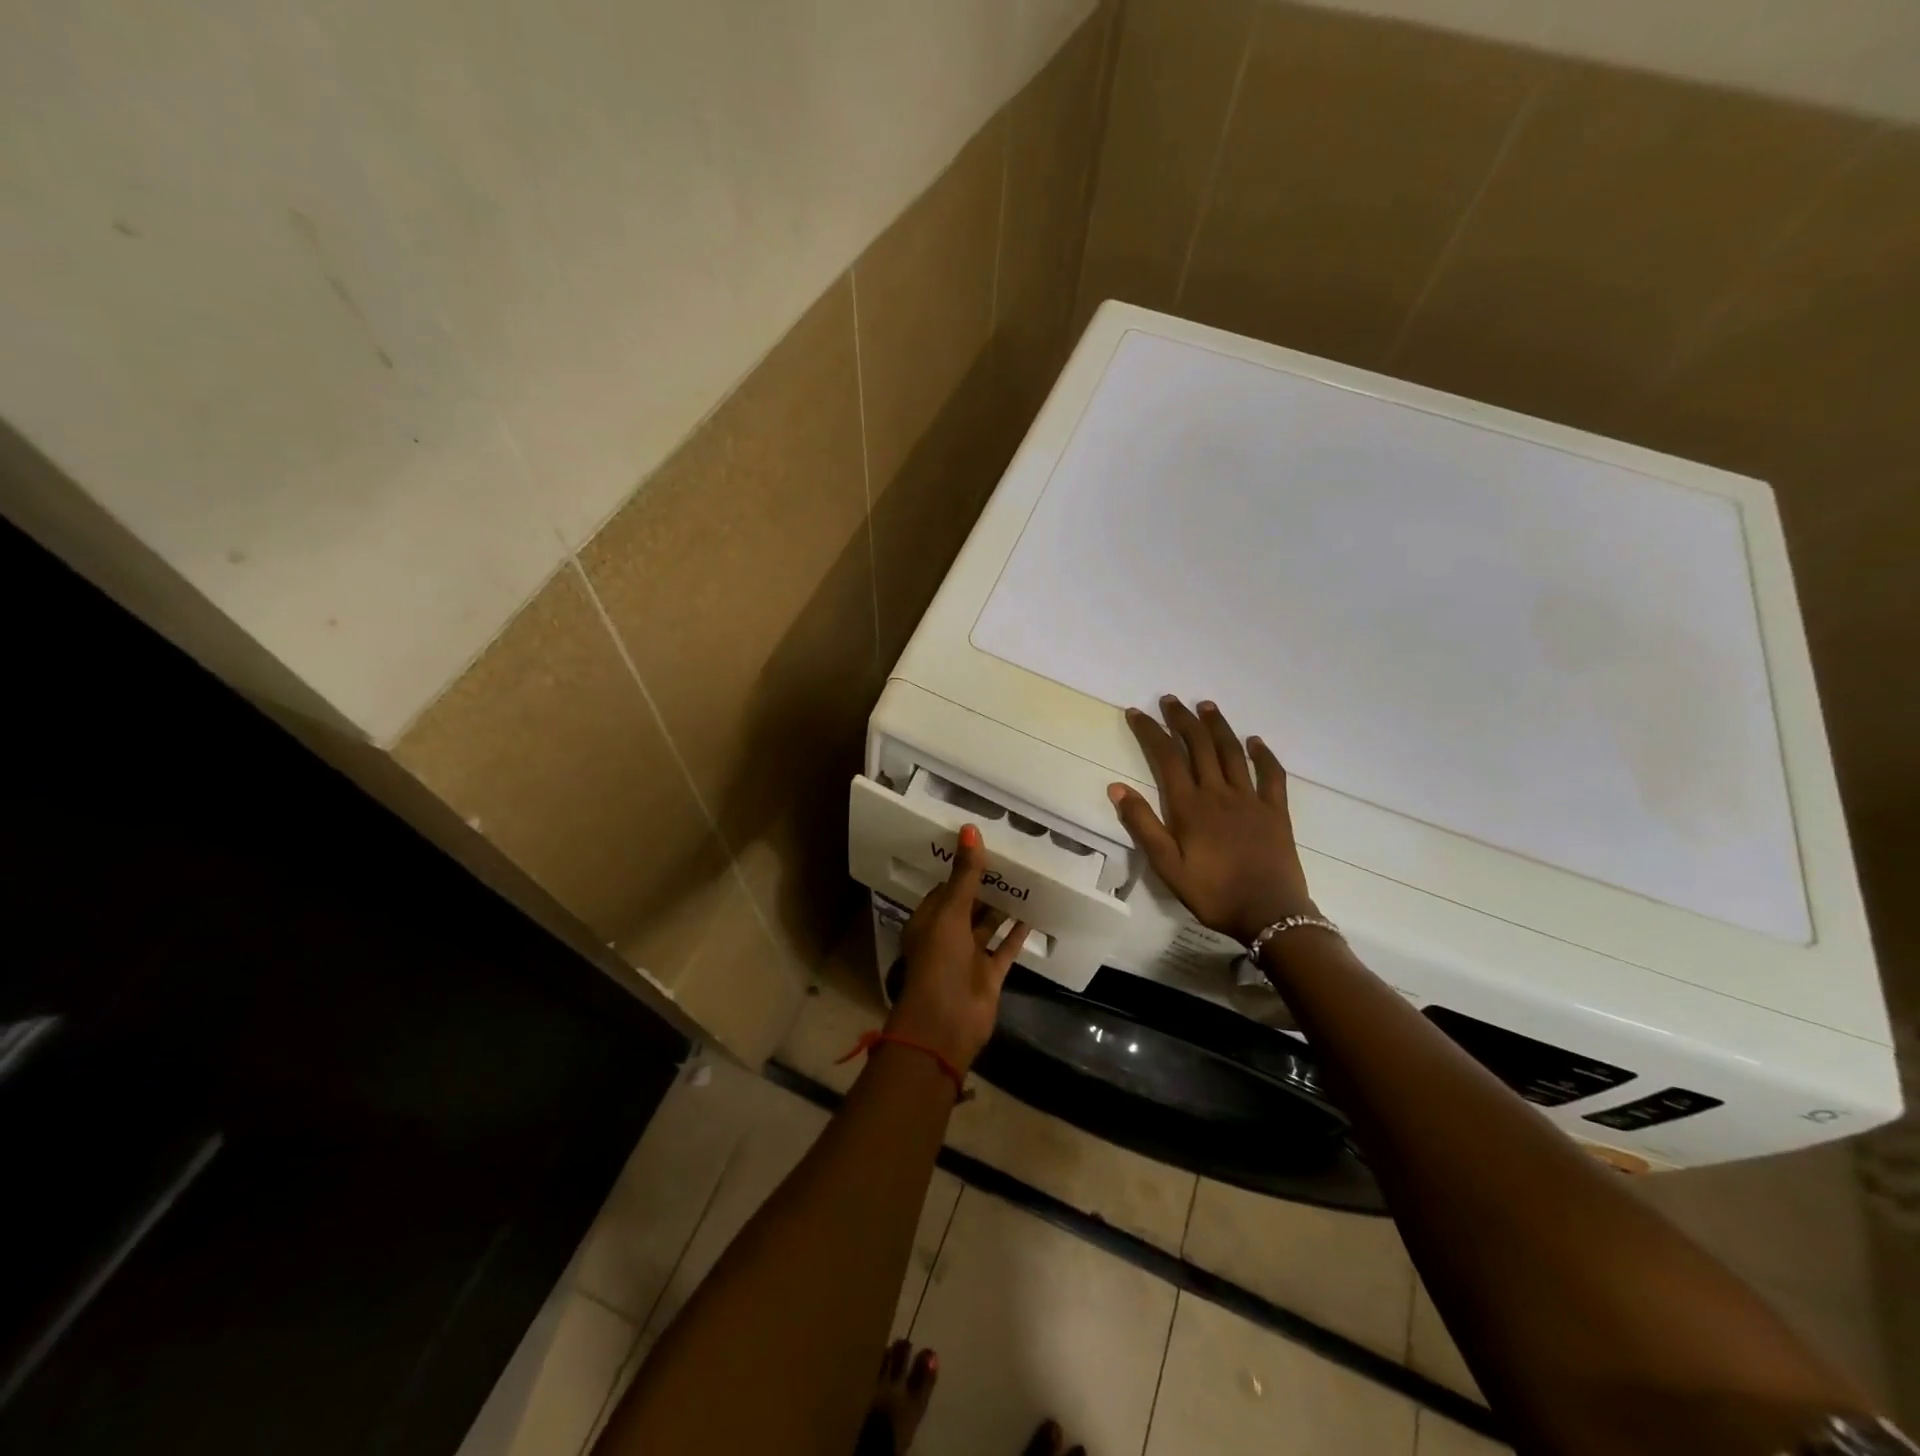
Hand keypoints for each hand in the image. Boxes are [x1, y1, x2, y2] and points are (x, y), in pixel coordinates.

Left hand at [887, 824, 1030, 1071]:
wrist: (947, 1021)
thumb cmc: (939, 960)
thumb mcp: (950, 912)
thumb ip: (964, 874)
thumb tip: (970, 829)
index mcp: (928, 920)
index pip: (944, 888)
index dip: (961, 869)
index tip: (982, 848)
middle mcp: (947, 936)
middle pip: (968, 906)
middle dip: (985, 887)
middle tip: (1011, 859)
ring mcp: (969, 956)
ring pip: (987, 926)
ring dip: (1002, 907)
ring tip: (1024, 880)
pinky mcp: (990, 974)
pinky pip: (1006, 948)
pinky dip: (1017, 933)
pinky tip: (1033, 913)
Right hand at [1108, 696, 1316, 944]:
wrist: (1269, 914)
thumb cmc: (1212, 892)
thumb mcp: (1167, 866)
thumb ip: (1142, 825)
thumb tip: (1117, 787)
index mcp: (1189, 806)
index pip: (1165, 757)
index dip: (1150, 731)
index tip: (1136, 713)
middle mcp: (1219, 793)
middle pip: (1199, 745)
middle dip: (1182, 719)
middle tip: (1170, 700)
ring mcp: (1250, 799)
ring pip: (1231, 752)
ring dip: (1217, 726)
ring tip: (1206, 706)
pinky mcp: (1275, 810)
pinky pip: (1271, 774)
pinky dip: (1263, 754)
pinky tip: (1255, 742)